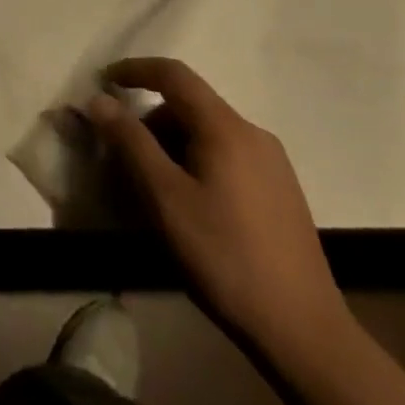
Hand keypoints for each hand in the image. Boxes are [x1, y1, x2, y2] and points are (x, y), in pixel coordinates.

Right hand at [88, 57, 346, 351]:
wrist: (305, 334)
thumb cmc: (225, 257)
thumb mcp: (165, 199)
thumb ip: (130, 143)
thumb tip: (100, 100)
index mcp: (225, 127)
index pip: (174, 74)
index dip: (136, 69)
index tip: (106, 79)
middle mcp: (253, 133)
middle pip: (191, 106)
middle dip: (152, 122)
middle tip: (126, 158)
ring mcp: (273, 163)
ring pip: (209, 133)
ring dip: (174, 146)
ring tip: (156, 190)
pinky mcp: (282, 192)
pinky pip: (228, 156)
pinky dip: (198, 163)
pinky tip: (192, 207)